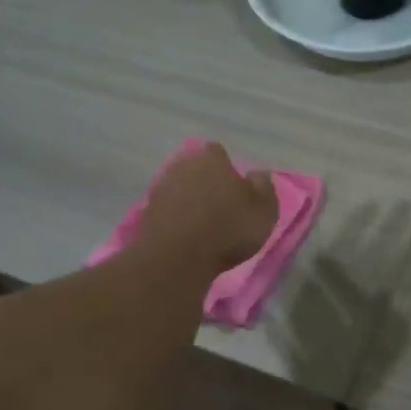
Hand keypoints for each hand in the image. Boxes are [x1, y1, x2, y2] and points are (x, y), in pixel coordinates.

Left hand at [139, 142, 279, 271]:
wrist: (177, 258)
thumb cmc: (228, 229)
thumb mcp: (263, 210)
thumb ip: (264, 188)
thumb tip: (258, 174)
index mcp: (212, 160)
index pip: (217, 151)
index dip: (226, 166)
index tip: (234, 185)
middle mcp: (182, 166)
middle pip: (194, 167)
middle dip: (204, 180)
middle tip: (219, 203)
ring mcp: (160, 189)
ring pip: (178, 187)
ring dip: (188, 199)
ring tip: (201, 222)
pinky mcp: (146, 213)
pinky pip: (166, 209)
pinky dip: (174, 217)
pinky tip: (184, 233)